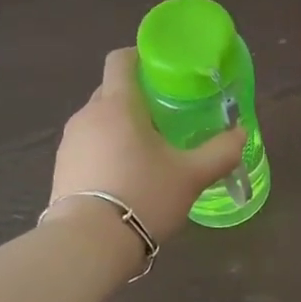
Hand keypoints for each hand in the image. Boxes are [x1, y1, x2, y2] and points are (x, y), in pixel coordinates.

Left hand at [51, 48, 245, 241]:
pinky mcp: (60, 169)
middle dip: (137, 97)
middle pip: (111, 91)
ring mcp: (69, 143)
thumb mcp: (191, 175)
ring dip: (121, 127)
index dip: (140, 56)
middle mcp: (87, 115)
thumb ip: (220, 151)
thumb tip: (240, 133)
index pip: (120, 60)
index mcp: (117, 104)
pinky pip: (88, 147)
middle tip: (167, 116)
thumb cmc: (143, 195)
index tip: (162, 70)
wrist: (87, 245)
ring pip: (99, 121)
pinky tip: (126, 177)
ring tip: (149, 151)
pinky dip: (106, 151)